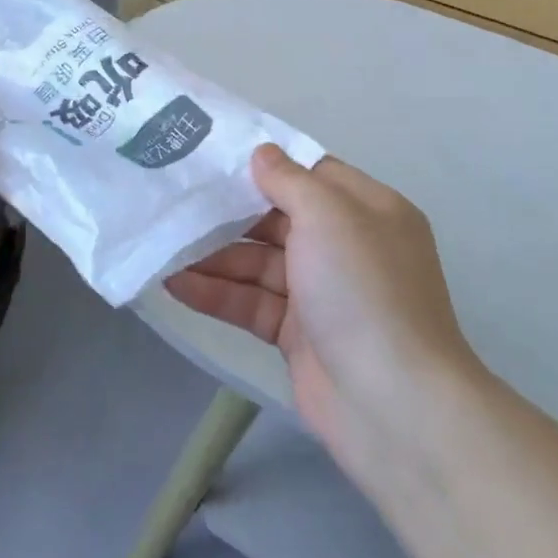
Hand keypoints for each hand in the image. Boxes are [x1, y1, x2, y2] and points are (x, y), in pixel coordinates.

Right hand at [166, 146, 479, 480]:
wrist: (393, 405)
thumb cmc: (363, 289)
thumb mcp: (329, 216)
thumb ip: (289, 180)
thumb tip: (262, 153)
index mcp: (367, 211)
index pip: (311, 174)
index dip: (266, 163)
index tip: (216, 153)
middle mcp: (346, 247)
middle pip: (278, 218)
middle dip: (229, 212)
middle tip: (176, 198)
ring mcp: (322, 293)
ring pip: (259, 263)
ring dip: (214, 256)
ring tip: (164, 244)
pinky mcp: (298, 335)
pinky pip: (252, 302)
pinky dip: (216, 293)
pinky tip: (174, 284)